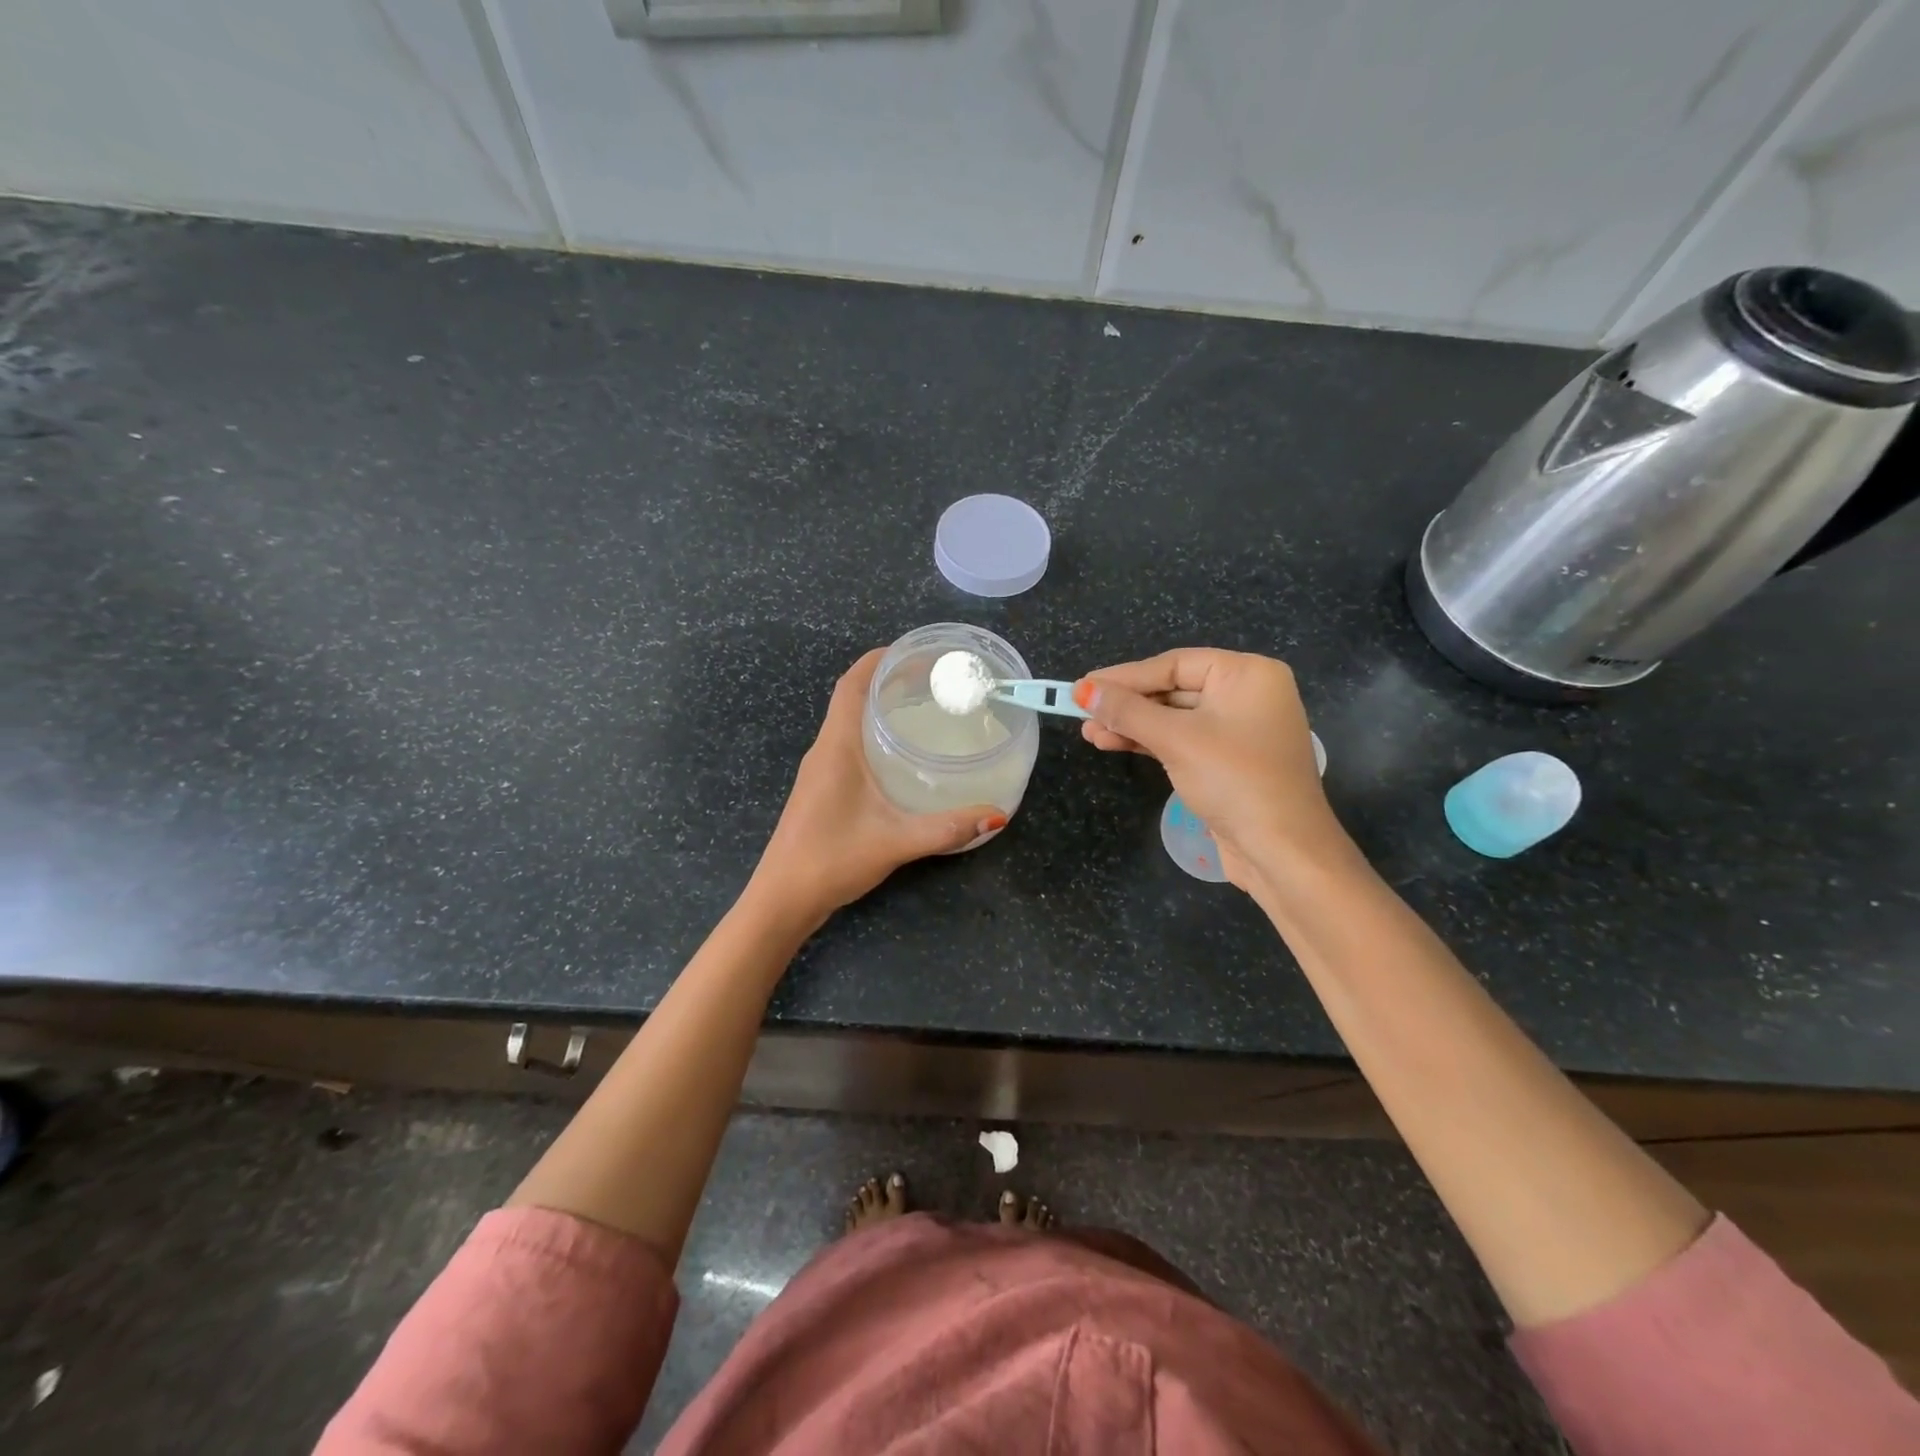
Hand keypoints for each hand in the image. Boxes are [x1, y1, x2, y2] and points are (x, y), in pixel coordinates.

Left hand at [750, 649, 1005, 927]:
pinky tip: (902, 754)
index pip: (851, 684)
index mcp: (836, 747)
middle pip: (852, 697)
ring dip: (880, 707)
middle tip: (934, 680)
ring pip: (850, 722)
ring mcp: (820, 770)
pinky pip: (849, 745)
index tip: (915, 650)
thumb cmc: (830, 860)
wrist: (782, 899)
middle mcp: (824, 750)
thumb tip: (997, 815)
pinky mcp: (822, 789)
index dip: (879, 660)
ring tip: (924, 708)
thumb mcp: (894, 842)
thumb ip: (946, 828)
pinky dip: (875, 734)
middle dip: (889, 680)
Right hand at [1075, 649, 1342, 887]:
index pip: (1174, 664)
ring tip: (1089, 732)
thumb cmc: (1234, 780)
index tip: (1083, 686)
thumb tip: (1082, 689)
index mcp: (1247, 674)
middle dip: (1126, 704)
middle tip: (1081, 711)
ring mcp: (1239, 730)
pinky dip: (1149, 742)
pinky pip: (1182, 740)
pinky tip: (1114, 744)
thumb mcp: (1175, 739)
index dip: (1125, 676)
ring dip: (1132, 725)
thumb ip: (1127, 711)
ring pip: (1174, 717)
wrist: (1281, 851)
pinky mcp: (1228, 761)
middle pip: (1173, 689)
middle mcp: (1247, 695)